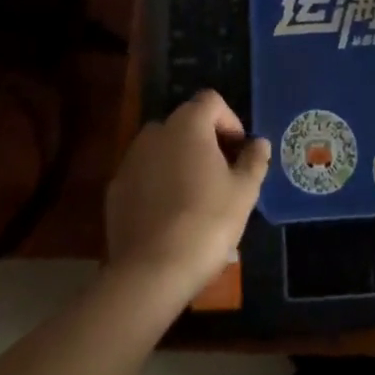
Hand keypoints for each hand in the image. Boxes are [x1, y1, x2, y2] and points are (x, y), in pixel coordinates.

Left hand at [104, 90, 269, 301]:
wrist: (150, 273)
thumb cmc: (206, 223)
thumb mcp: (244, 193)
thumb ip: (254, 161)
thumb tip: (259, 143)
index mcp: (188, 125)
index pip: (210, 101)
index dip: (229, 120)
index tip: (238, 151)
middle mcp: (156, 132)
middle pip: (185, 123)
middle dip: (204, 141)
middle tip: (220, 174)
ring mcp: (131, 160)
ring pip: (162, 148)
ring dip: (179, 160)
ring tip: (194, 196)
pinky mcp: (115, 189)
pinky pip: (143, 174)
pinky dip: (157, 183)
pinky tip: (168, 215)